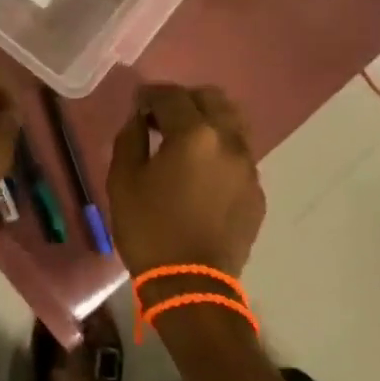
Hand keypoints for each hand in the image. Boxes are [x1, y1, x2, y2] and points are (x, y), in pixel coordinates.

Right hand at [108, 84, 264, 279]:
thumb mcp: (123, 180)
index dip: (150, 94)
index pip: (172, 96)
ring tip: (185, 141)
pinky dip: (219, 150)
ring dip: (208, 122)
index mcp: (194, 135)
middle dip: (185, 100)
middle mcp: (229, 142)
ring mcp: (249, 167)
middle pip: (212, 99)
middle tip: (162, 118)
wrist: (192, 285)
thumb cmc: (149, 229)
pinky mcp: (256, 192)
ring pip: (233, 124)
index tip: (137, 104)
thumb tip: (139, 120)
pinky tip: (201, 173)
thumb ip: (130, 139)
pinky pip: (239, 155)